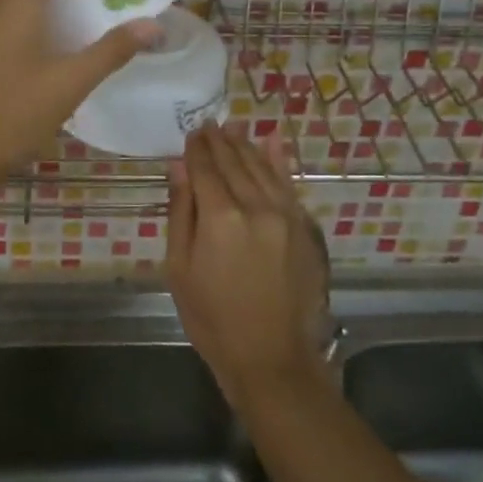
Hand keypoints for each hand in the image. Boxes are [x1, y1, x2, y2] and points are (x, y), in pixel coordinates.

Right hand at [166, 124, 330, 410]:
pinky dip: (278, 161)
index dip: (196, 149)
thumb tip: (179, 167)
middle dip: (219, 141)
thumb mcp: (180, 269)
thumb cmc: (212, 318)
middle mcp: (255, 206)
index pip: (205, 168)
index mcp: (220, 218)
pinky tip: (272, 142)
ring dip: (245, 145)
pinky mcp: (303, 227)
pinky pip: (288, 184)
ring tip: (232, 128)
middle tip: (208, 124)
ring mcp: (285, 215)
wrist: (271, 357)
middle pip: (234, 163)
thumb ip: (181, 212)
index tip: (190, 133)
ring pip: (262, 167)